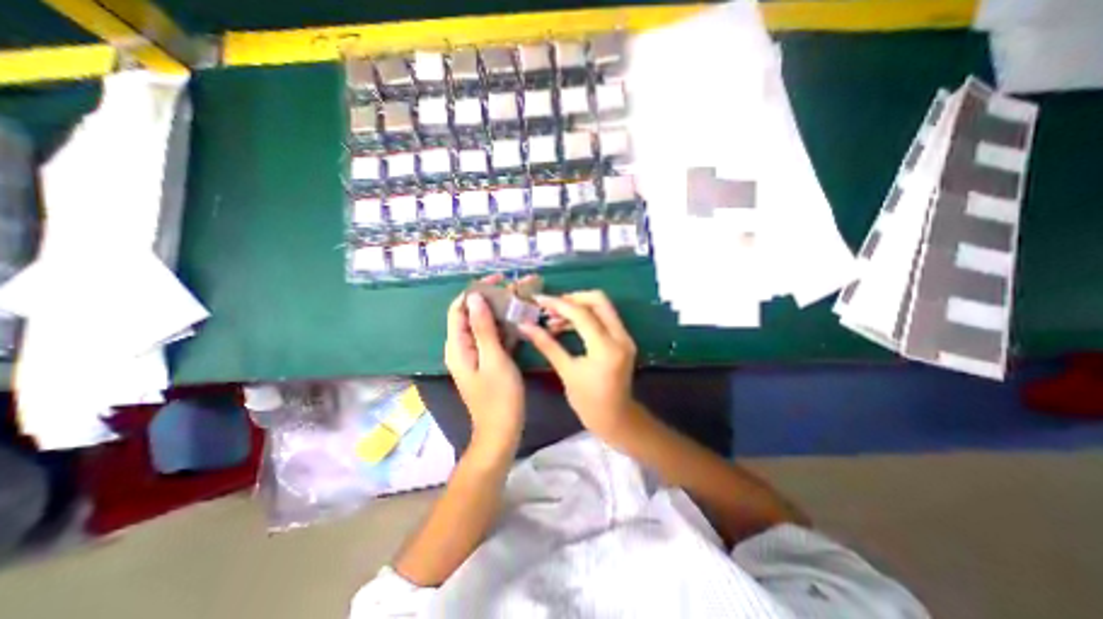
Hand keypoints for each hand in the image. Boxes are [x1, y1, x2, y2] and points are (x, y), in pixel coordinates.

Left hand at [443, 276, 524, 453]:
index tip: (497, 279)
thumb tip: (475, 298)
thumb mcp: (493, 359)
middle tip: (516, 287)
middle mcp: (463, 347)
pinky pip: (494, 337)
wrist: (502, 432)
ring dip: (502, 311)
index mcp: (458, 346)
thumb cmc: (499, 397)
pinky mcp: (489, 360)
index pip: (459, 308)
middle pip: (473, 314)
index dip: (475, 290)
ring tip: (522, 298)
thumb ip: (483, 328)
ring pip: (486, 325)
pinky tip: (522, 319)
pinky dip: (506, 326)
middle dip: (492, 298)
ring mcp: (477, 354)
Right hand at [521, 291, 646, 445]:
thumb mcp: (566, 372)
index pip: (581, 314)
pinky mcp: (624, 339)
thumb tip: (525, 326)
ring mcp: (625, 337)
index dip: (558, 304)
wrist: (616, 418)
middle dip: (573, 298)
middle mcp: (620, 337)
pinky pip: (605, 317)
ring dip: (579, 307)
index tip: (539, 300)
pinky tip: (567, 325)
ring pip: (603, 306)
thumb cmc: (588, 402)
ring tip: (554, 318)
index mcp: (605, 348)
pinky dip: (586, 316)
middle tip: (551, 307)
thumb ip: (547, 345)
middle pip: (598, 300)